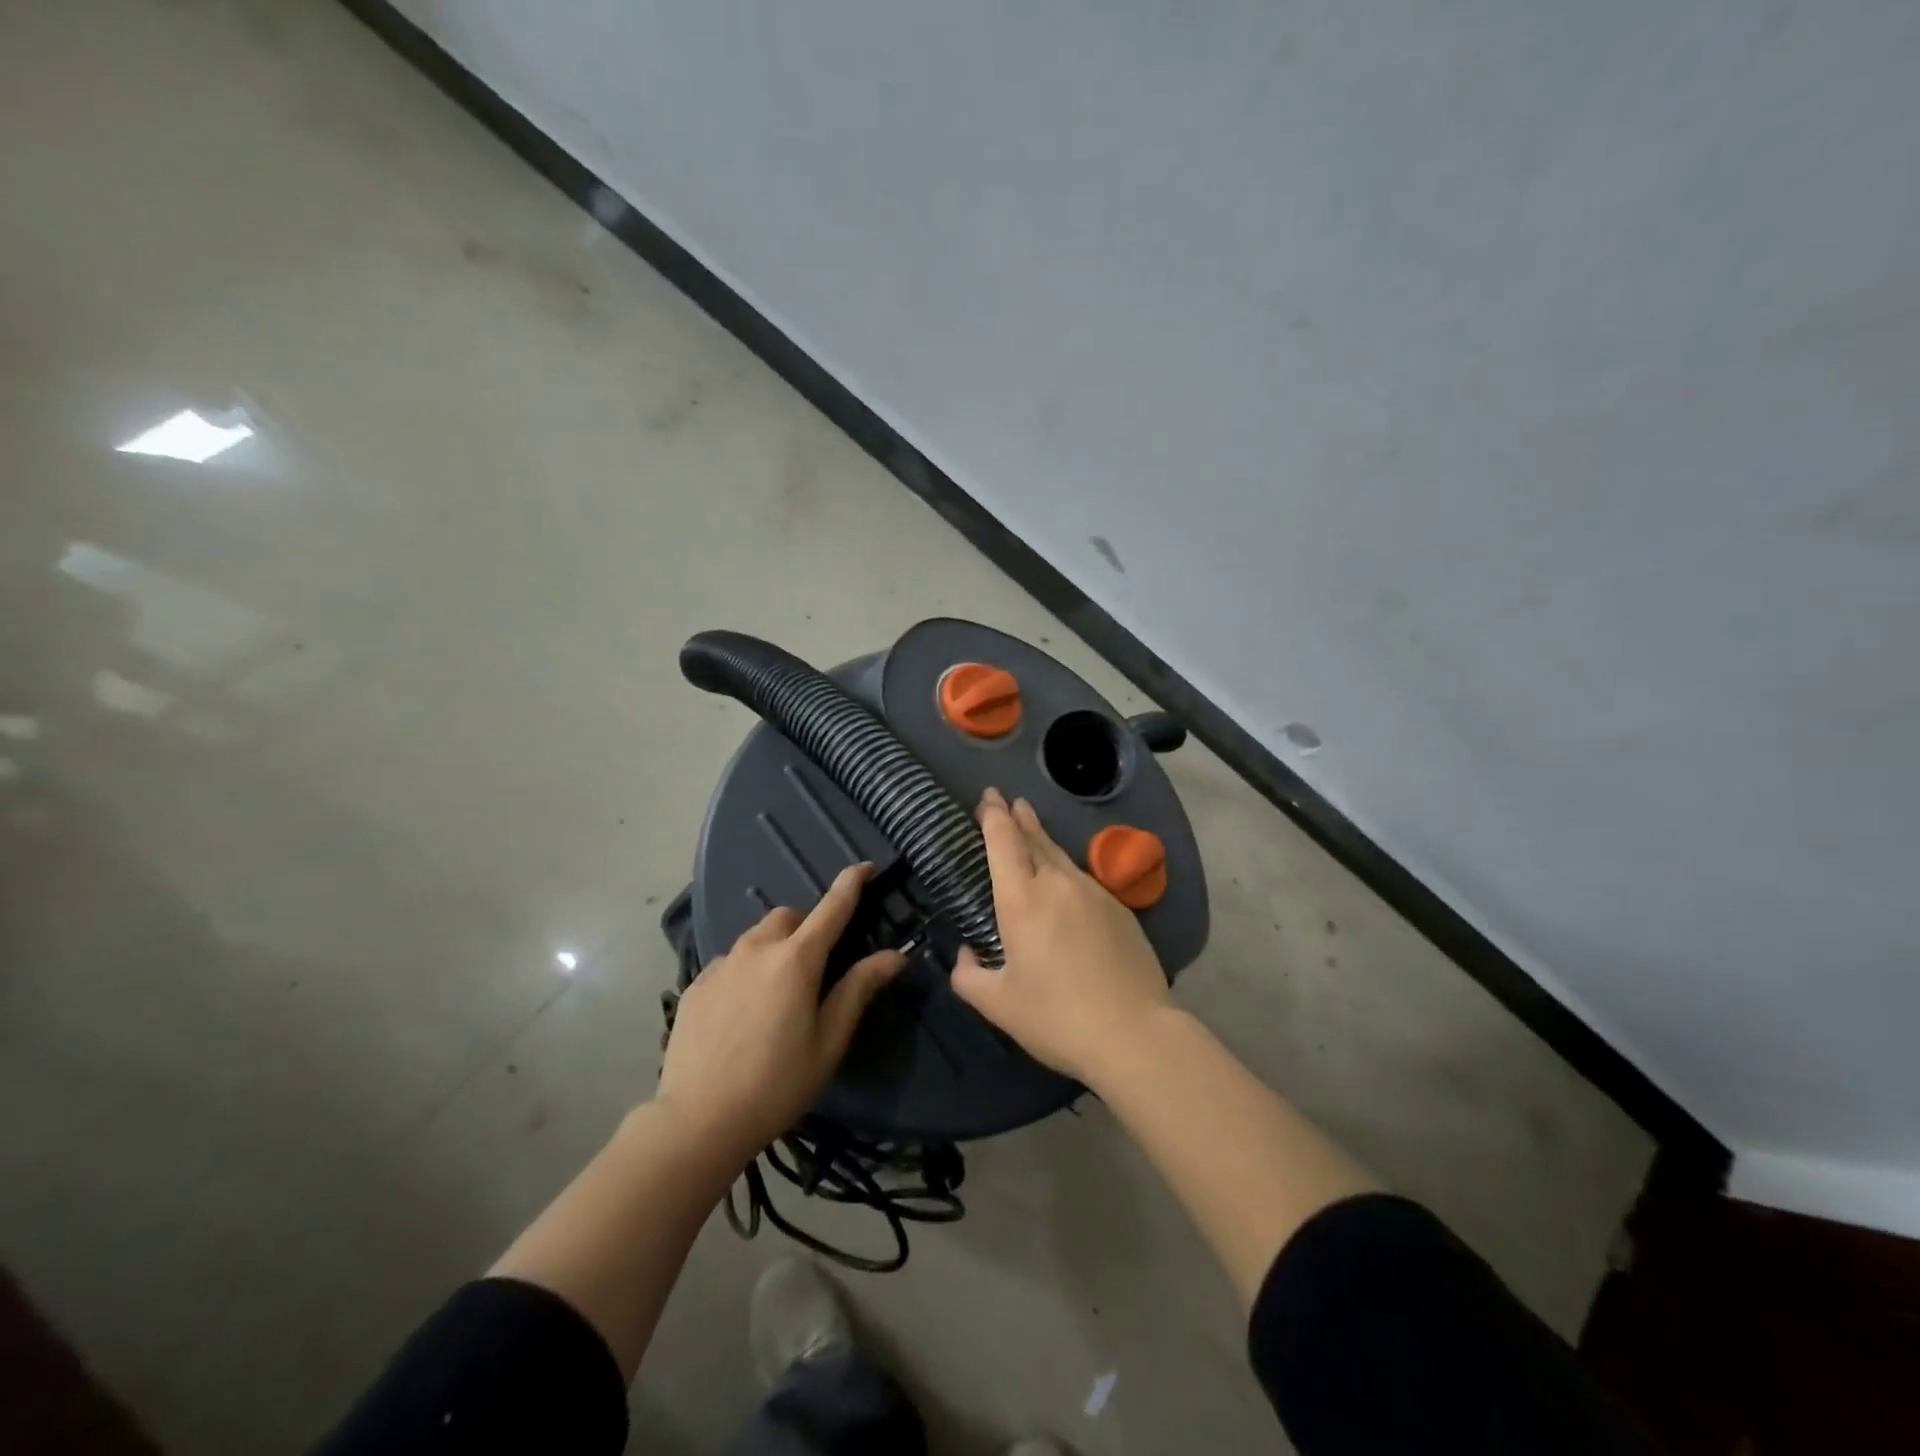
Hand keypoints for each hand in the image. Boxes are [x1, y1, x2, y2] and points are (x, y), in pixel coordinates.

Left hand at [657, 863, 903, 1159]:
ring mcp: (721, 964)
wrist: (697, 1120)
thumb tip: (894, 954)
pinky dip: (746, 970)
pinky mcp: (696, 984)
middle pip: (789, 917)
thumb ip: (859, 989)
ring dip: (775, 948)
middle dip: (807, 927)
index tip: (864, 866)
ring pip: (756, 938)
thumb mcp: (829, 1040)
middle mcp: (757, 949)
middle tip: (816, 966)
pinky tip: (743, 1012)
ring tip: (777, 993)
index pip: (831, 908)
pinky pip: (731, 962)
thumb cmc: (777, 1083)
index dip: (851, 883)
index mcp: (796, 960)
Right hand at [951, 787, 1174, 1085]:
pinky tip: (1064, 884)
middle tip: (1006, 800)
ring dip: (1041, 838)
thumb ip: (969, 976)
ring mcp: (1093, 892)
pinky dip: (1065, 870)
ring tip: (1031, 827)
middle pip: (1034, 838)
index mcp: (1021, 900)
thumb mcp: (998, 1005)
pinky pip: (1082, 879)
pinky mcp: (1119, 908)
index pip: (1003, 841)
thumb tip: (965, 955)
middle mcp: (1056, 884)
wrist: (1134, 1032)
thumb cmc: (1056, 1017)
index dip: (993, 815)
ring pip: (1060, 856)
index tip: (989, 797)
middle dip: (1017, 816)